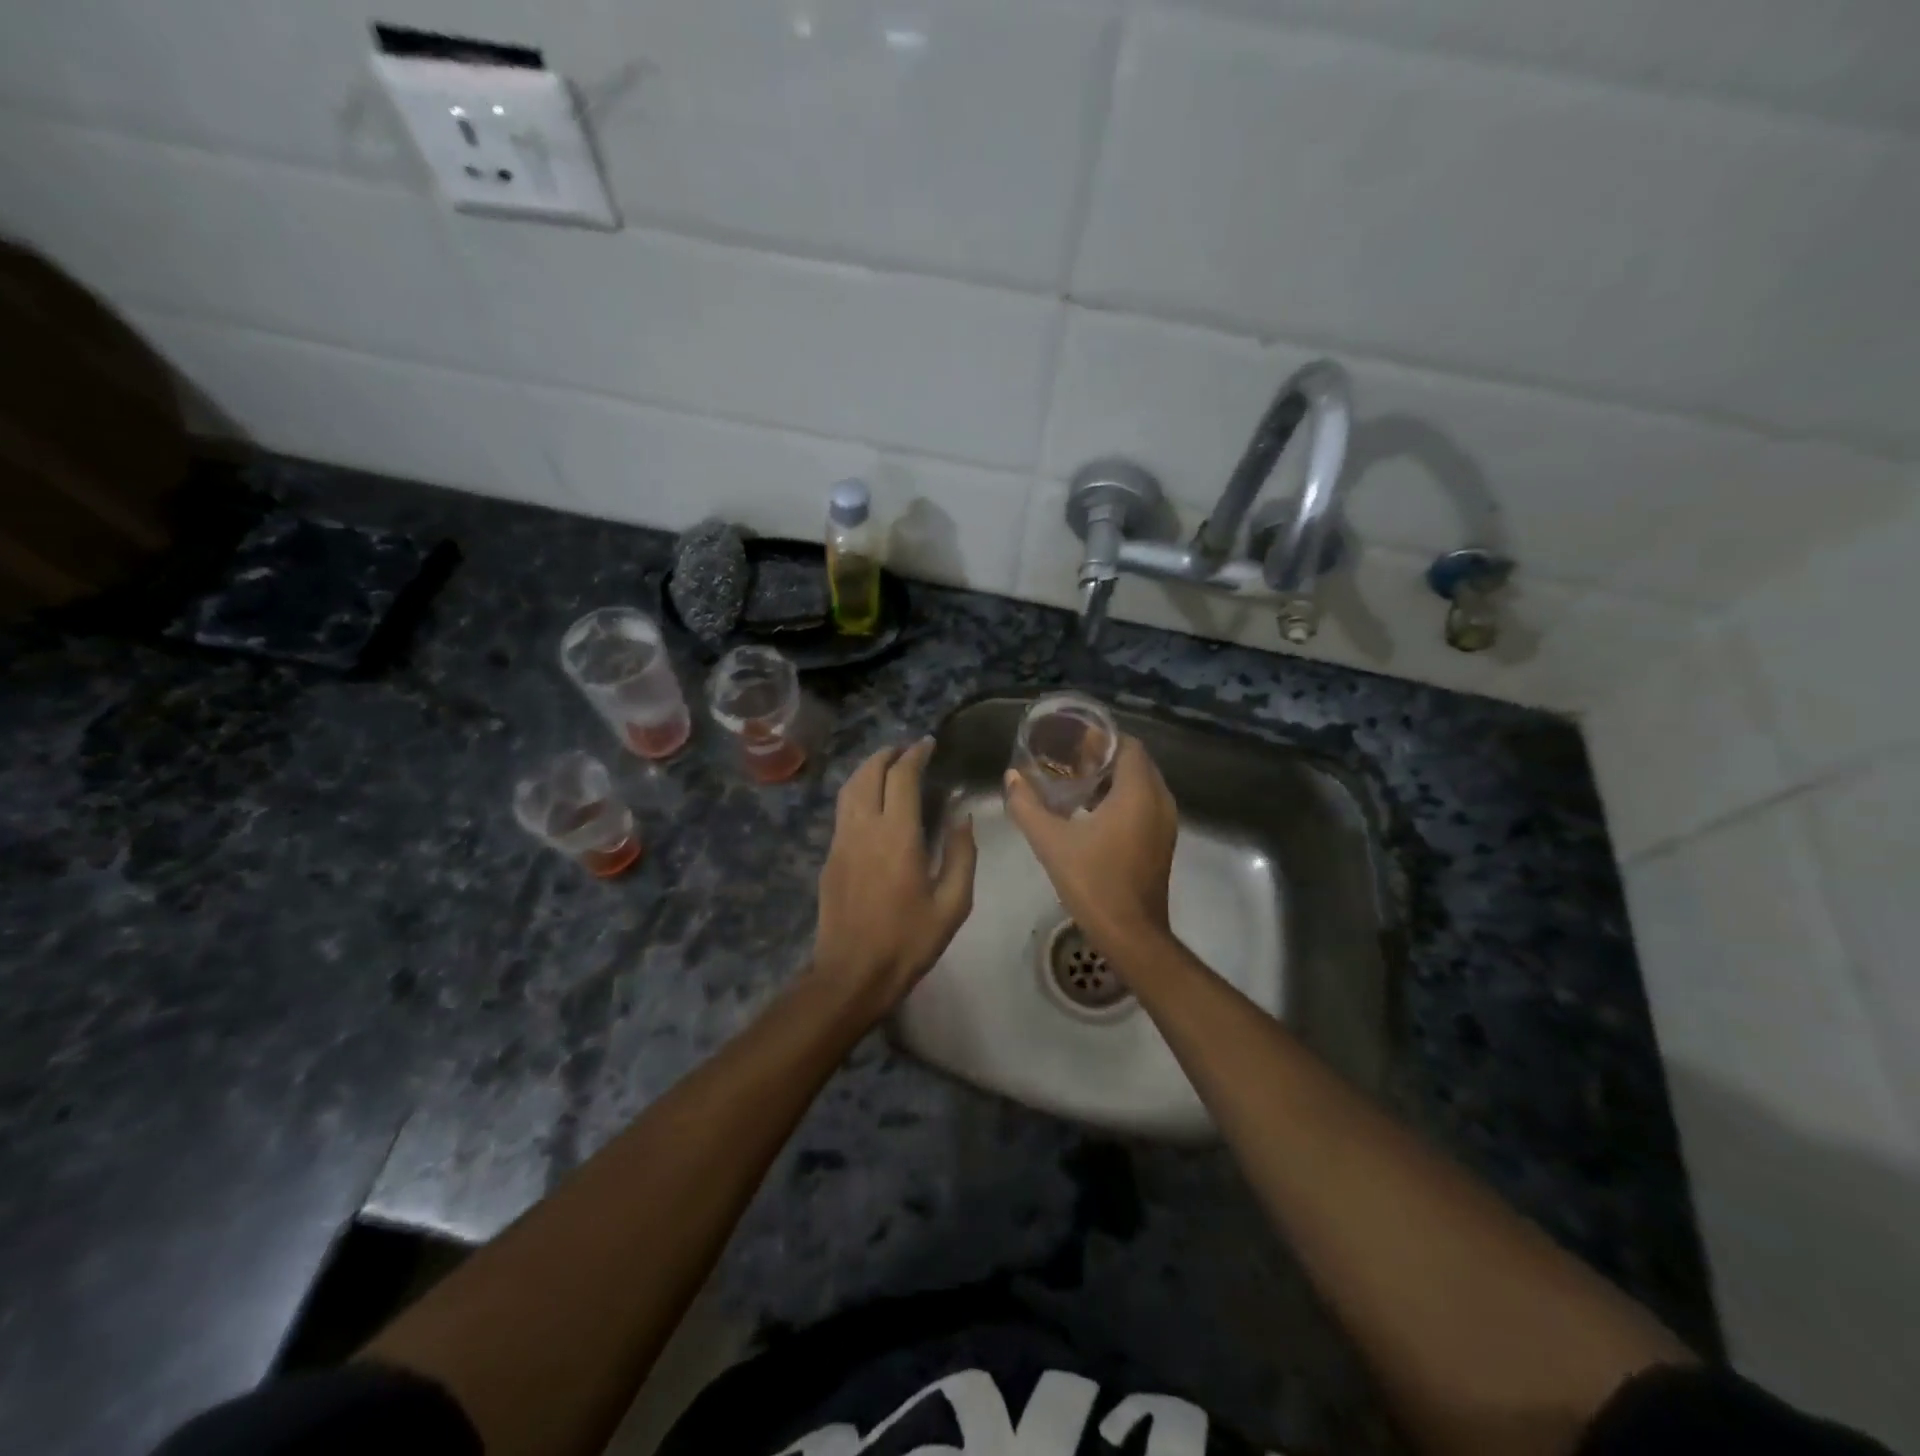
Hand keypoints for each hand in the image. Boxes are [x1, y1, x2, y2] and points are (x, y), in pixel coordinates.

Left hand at [811, 739, 977, 1018]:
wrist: (851, 974)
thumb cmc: (907, 942)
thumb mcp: (952, 904)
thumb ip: (961, 856)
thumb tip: (962, 819)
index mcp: (898, 836)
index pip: (902, 777)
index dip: (915, 754)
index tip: (928, 744)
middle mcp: (864, 828)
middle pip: (869, 773)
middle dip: (888, 754)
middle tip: (907, 750)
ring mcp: (841, 841)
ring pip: (849, 788)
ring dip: (868, 769)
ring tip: (887, 766)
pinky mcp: (829, 857)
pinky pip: (842, 810)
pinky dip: (857, 792)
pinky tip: (871, 802)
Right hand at [1003, 734, 1177, 954]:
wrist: (1131, 934)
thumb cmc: (1093, 882)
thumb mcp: (1051, 842)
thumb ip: (1027, 805)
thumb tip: (1011, 777)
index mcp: (1139, 792)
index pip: (1127, 745)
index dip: (1100, 738)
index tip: (1070, 739)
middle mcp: (1159, 801)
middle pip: (1134, 762)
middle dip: (1103, 756)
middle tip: (1066, 758)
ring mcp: (1164, 823)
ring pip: (1140, 784)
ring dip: (1112, 778)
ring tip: (1074, 781)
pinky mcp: (1161, 841)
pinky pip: (1144, 804)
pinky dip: (1121, 798)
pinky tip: (1089, 811)